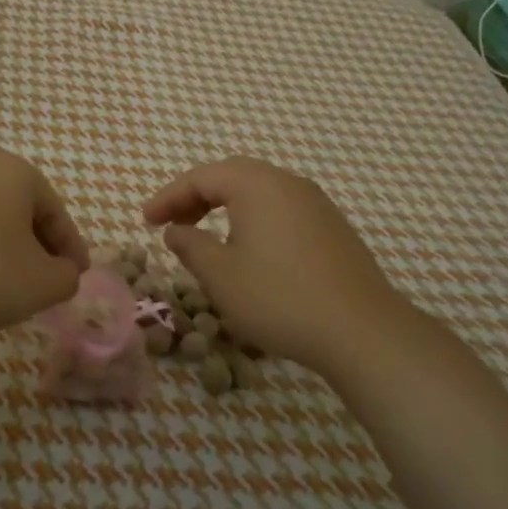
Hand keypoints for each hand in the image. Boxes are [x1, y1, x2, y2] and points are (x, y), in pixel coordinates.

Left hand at [0, 148, 88, 343]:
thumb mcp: (41, 284)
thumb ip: (67, 276)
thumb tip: (63, 272)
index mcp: (15, 170)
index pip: (56, 212)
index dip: (71, 249)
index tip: (76, 278)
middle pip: (20, 209)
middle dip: (36, 245)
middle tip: (44, 281)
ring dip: (2, 247)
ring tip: (5, 284)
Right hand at [142, 157, 415, 377]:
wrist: (362, 331)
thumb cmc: (279, 298)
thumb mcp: (220, 276)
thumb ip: (190, 246)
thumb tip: (176, 231)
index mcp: (257, 185)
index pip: (201, 178)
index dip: (168, 197)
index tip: (145, 221)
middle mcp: (288, 183)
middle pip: (232, 177)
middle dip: (196, 197)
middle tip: (171, 223)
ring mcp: (316, 204)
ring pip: (259, 193)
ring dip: (226, 208)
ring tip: (205, 237)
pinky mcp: (333, 229)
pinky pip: (282, 211)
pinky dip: (253, 220)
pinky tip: (249, 252)